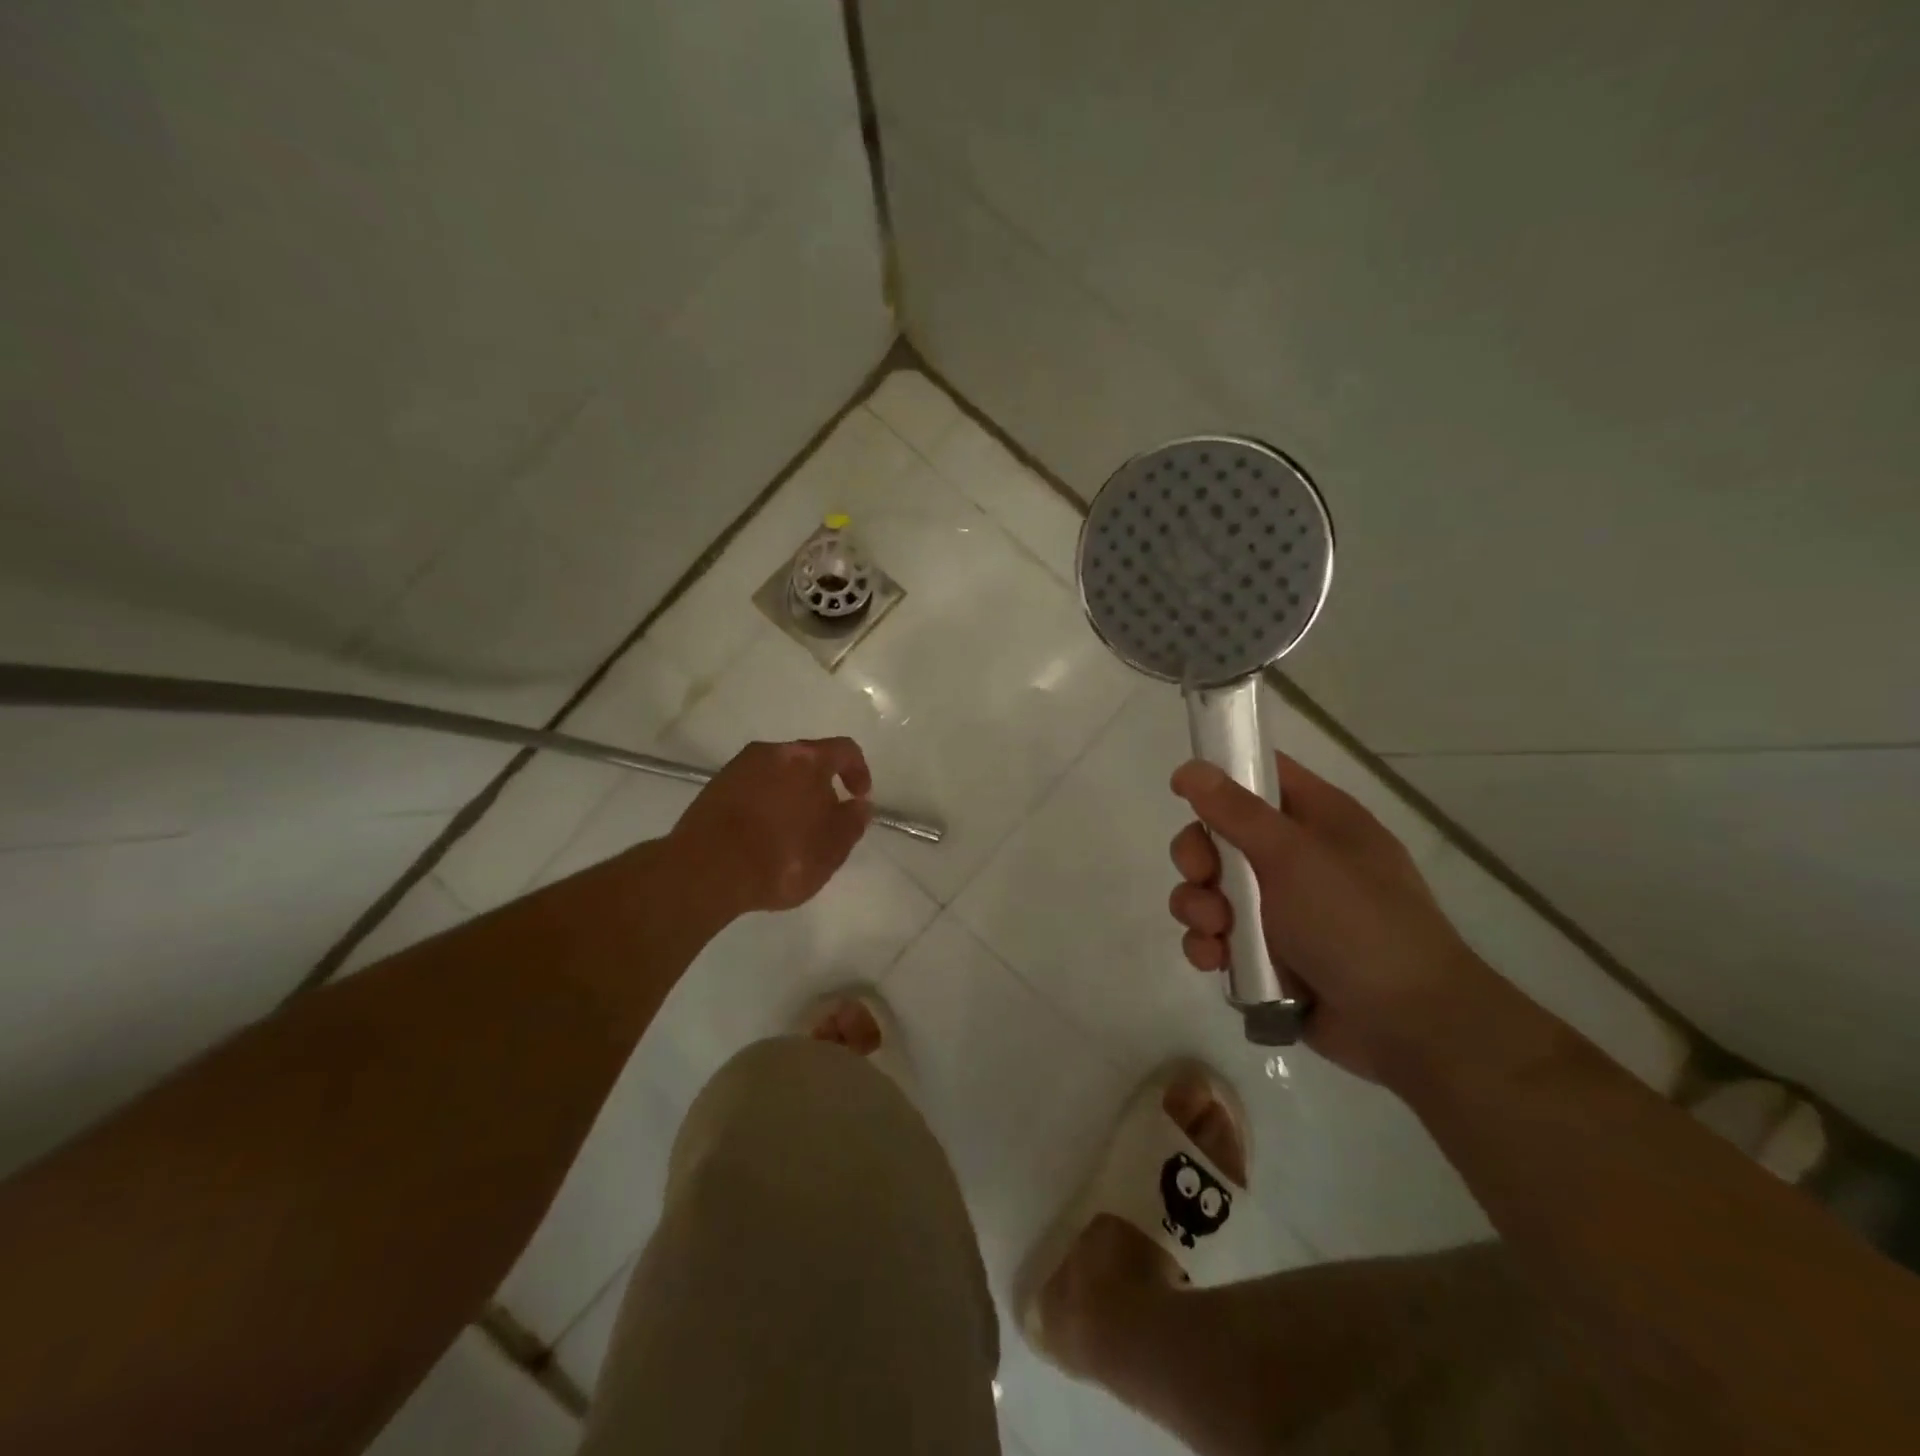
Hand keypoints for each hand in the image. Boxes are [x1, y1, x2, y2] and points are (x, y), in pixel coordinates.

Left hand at [670, 738, 873, 918]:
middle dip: (821, 787)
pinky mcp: (713, 788)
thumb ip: (852, 823)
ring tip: (791, 834)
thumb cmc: (780, 857)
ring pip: (777, 774)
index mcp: (806, 759)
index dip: (859, 772)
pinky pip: (752, 789)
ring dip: (791, 796)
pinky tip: (762, 837)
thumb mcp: (831, 849)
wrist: (704, 871)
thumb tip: (859, 805)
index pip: (845, 751)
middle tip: (824, 822)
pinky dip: (764, 805)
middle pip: (807, 760)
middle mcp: (771, 752)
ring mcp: (738, 768)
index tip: (859, 798)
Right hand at [1168, 753, 1519, 1084]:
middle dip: (1197, 857)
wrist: (1407, 1025)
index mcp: (1317, 820)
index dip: (1219, 778)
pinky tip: (1216, 960)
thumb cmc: (1357, 922)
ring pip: (1210, 890)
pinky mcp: (1265, 954)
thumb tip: (1189, 768)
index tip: (1182, 793)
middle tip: (1203, 877)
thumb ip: (1236, 811)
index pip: (1262, 776)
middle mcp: (1296, 859)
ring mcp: (1280, 909)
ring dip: (1198, 907)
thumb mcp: (1295, 857)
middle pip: (1220, 836)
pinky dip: (1208, 946)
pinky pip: (1217, 937)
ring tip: (1216, 931)